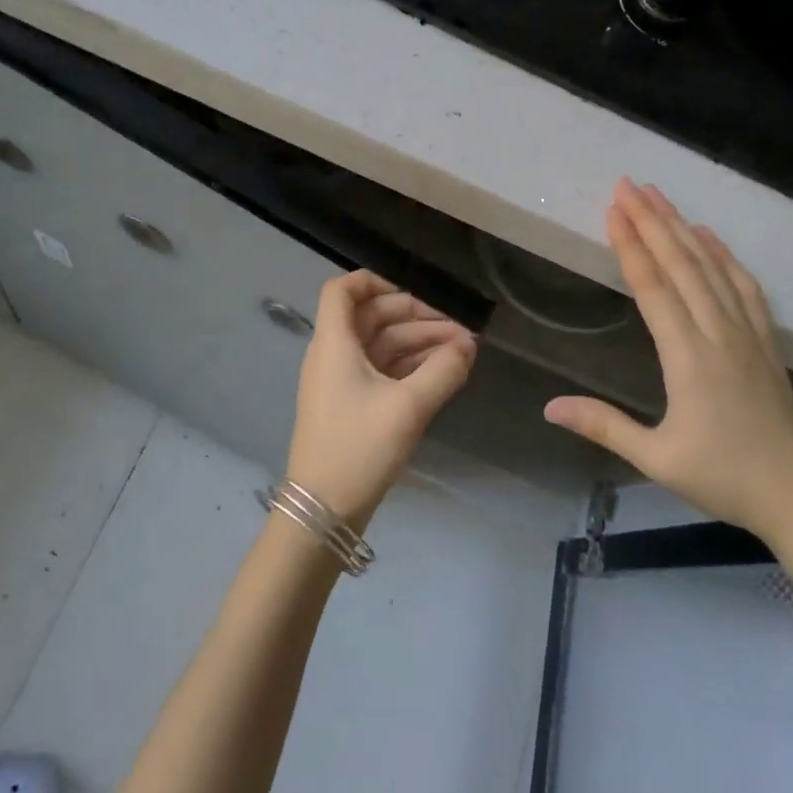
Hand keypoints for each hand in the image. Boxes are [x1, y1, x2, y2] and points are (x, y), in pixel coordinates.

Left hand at [286, 272, 477, 523]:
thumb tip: (468, 346)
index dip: (375, 282)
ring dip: (419, 343)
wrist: (324, 510)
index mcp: (334, 343)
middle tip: (459, 331)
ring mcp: (341, 381)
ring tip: (462, 352)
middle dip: (416, 317)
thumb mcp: (408, 407)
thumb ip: (443, 371)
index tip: (416, 295)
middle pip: (372, 316)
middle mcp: (334, 354)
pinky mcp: (351, 405)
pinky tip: (443, 372)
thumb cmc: (359, 448)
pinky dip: (410, 366)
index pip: (342, 290)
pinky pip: (382, 370)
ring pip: (381, 345)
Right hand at [544, 180, 792, 545]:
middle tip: (628, 185)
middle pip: (683, 265)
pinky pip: (745, 287)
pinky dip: (725, 256)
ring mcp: (747, 335)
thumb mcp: (656, 458)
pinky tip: (710, 238)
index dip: (632, 246)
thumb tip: (548, 407)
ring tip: (660, 196)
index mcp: (689, 358)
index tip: (613, 211)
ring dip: (684, 228)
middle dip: (653, 221)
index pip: (654, 288)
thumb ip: (603, 426)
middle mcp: (719, 334)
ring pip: (713, 268)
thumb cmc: (724, 478)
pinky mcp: (765, 342)